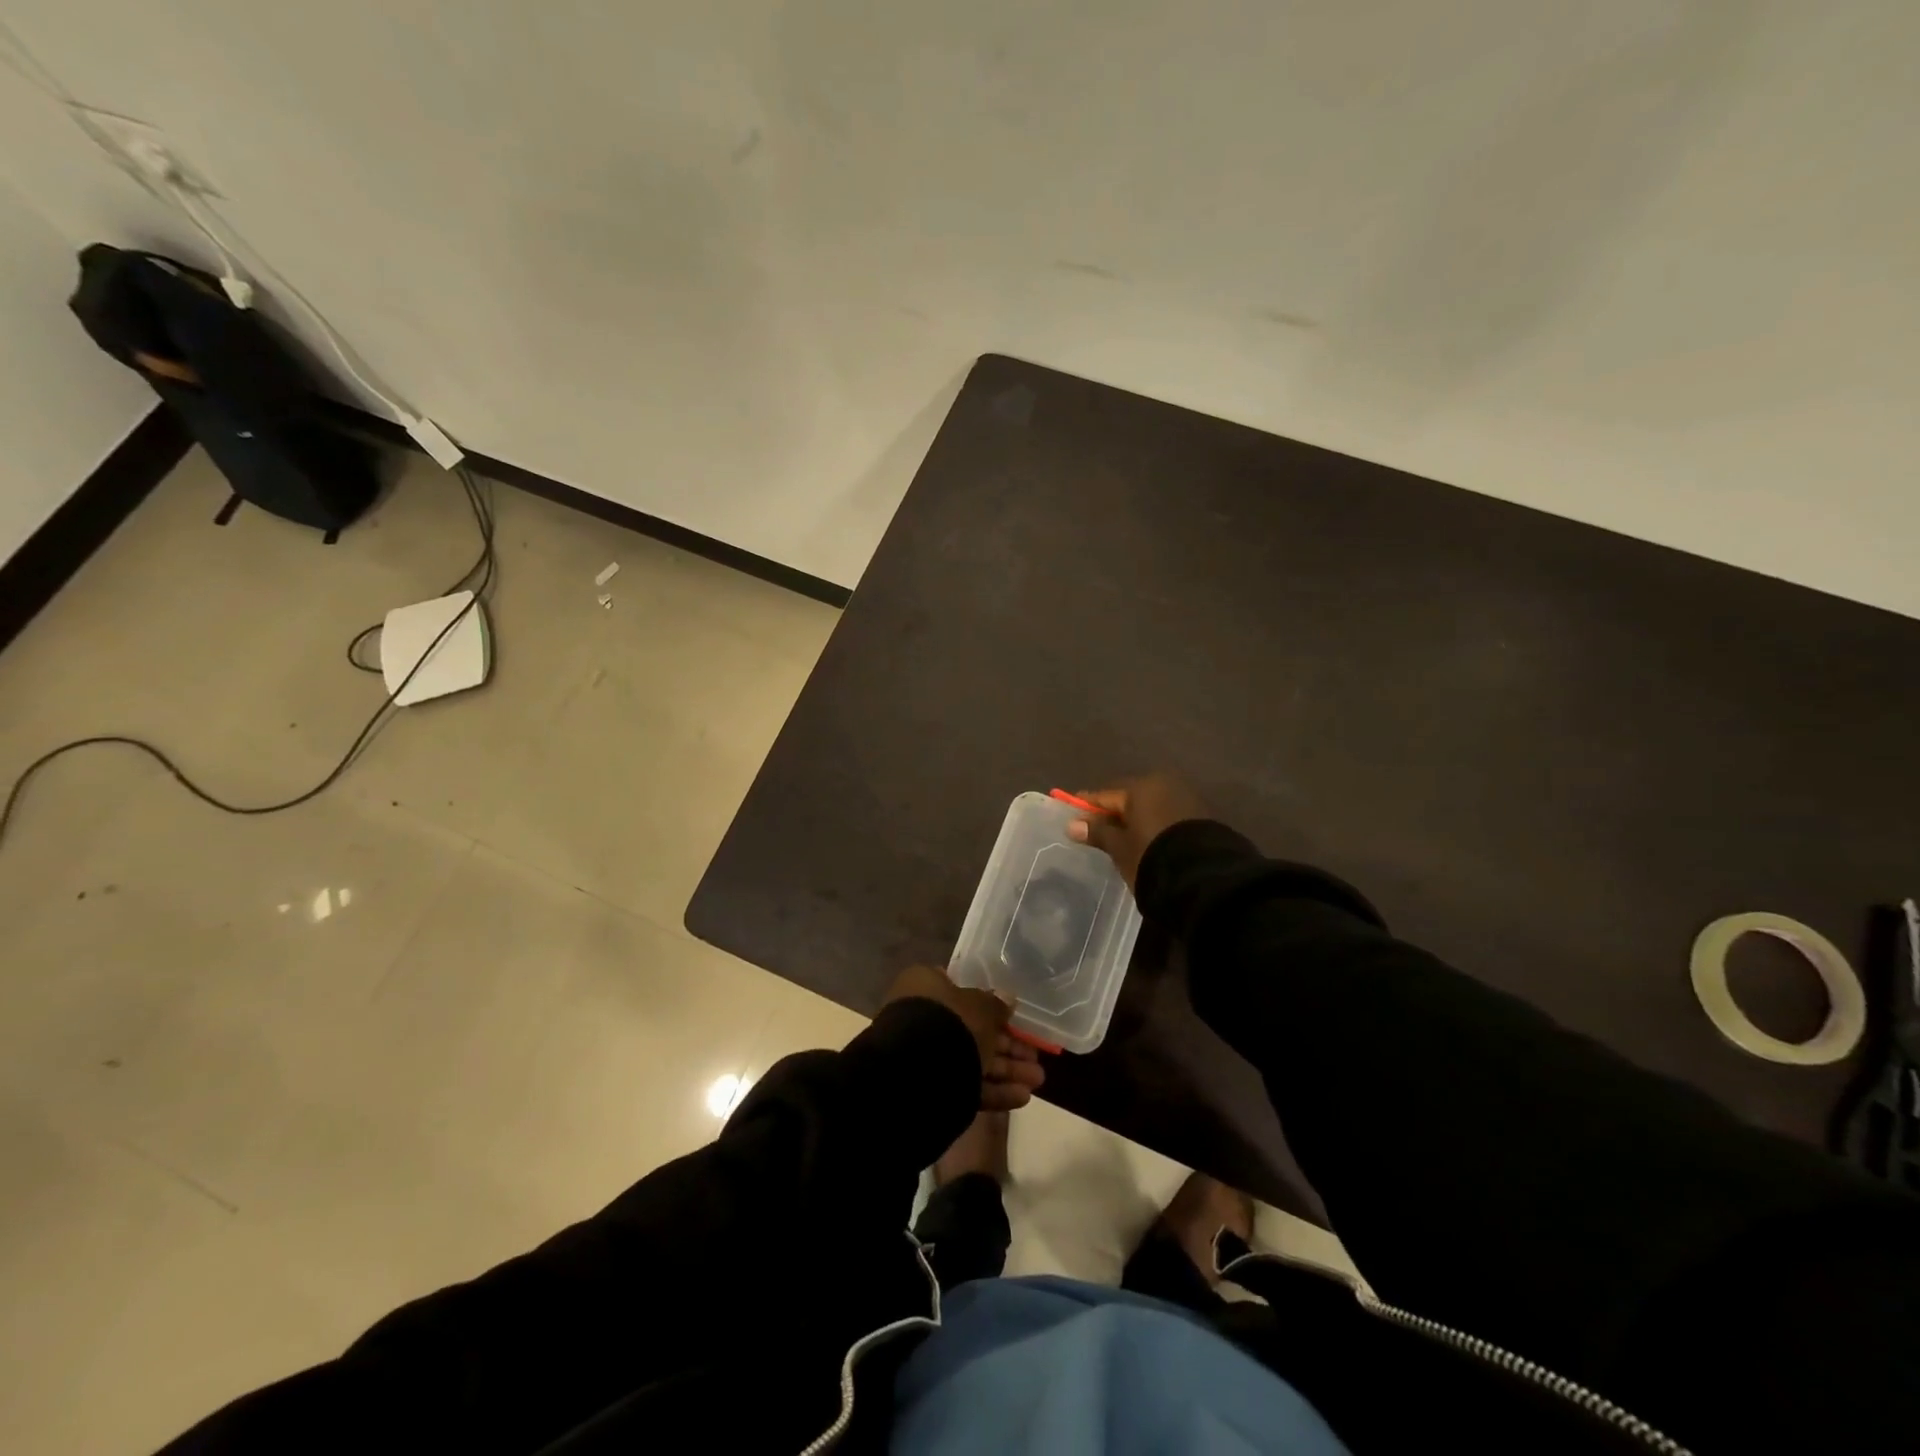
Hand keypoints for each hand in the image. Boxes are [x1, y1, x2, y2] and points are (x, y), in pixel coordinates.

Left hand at [882, 965, 1046, 1110]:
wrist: (917, 1073)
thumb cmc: (949, 1022)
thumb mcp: (981, 1006)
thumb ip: (996, 1004)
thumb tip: (1007, 998)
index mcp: (926, 987)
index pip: (959, 989)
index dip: (988, 1002)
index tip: (1012, 1015)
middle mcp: (922, 1018)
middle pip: (971, 1029)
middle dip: (1007, 1045)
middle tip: (1035, 1056)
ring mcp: (925, 1055)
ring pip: (972, 1060)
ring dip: (1007, 1070)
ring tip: (1038, 1080)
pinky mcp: (931, 1087)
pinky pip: (966, 1085)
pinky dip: (994, 1091)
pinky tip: (1022, 1097)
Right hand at [1065, 772, 1209, 888]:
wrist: (1204, 878)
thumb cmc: (1151, 856)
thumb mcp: (1119, 847)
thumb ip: (1097, 832)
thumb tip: (1072, 824)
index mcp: (1141, 787)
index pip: (1105, 795)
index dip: (1087, 806)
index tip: (1072, 813)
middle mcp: (1165, 785)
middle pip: (1130, 798)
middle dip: (1114, 813)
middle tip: (1098, 830)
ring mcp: (1186, 799)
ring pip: (1151, 807)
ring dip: (1137, 820)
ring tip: (1124, 840)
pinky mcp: (1202, 817)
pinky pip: (1168, 817)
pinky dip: (1156, 826)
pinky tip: (1149, 842)